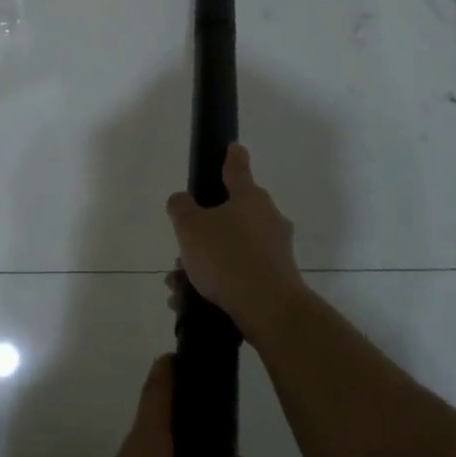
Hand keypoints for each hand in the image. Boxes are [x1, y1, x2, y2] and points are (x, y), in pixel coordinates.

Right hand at [165, 143, 306, 341]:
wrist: (269, 309)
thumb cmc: (227, 257)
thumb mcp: (190, 227)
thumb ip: (181, 207)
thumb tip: (183, 201)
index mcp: (249, 197)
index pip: (237, 168)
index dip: (231, 156)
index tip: (233, 147)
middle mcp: (267, 218)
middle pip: (231, 214)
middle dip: (203, 230)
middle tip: (182, 249)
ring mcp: (275, 249)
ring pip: (231, 247)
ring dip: (204, 261)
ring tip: (179, 283)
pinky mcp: (276, 278)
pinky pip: (239, 273)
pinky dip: (217, 282)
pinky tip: (191, 300)